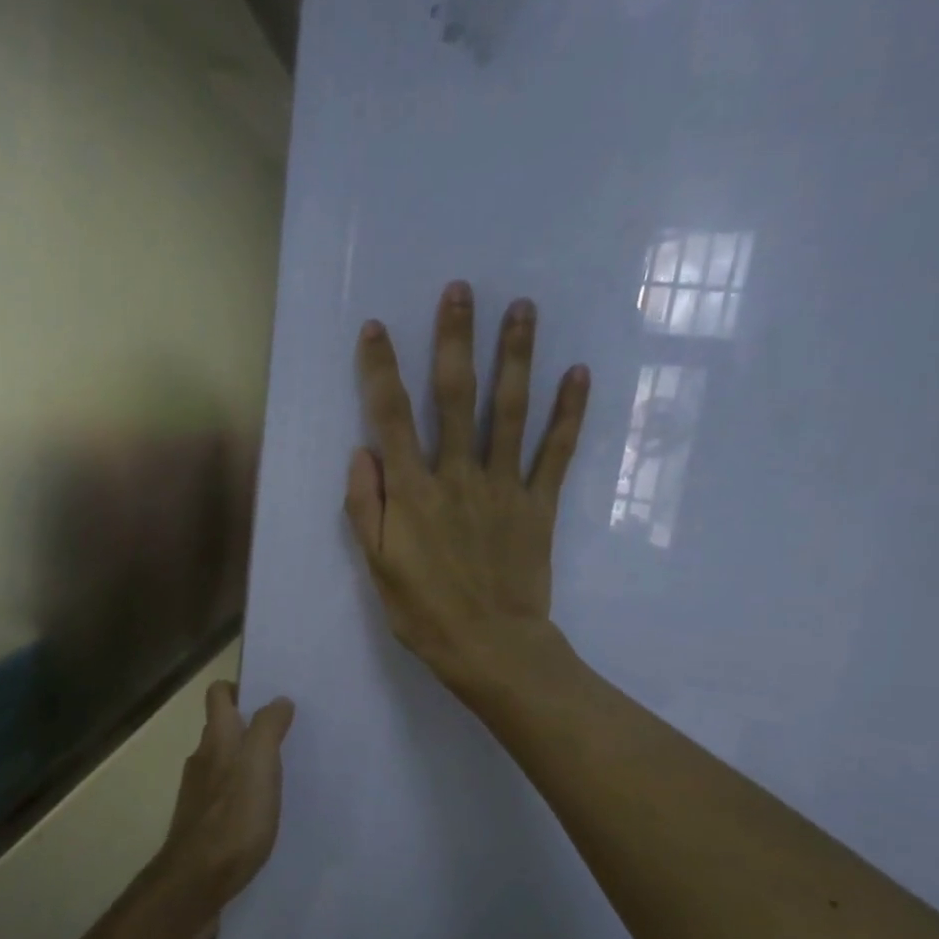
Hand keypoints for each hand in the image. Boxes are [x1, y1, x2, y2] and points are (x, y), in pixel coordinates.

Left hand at [162, 681, 295, 900]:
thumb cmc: (233, 818)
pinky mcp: (202, 824)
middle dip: (249, 726)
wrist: (196, 882)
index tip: (267, 696)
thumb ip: (268, 729)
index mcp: (217, 740)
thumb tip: (278, 700)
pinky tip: (264, 811)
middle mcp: (202, 760)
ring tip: (281, 773)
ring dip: (247, 762)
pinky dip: (243, 794)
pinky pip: (225, 796)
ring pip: (224, 764)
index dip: (238, 688)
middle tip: (285, 734)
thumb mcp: (259, 765)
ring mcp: (199, 794)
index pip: (218, 695)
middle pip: (222, 730)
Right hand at [344, 280, 589, 693]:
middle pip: (456, 397)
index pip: (391, 418)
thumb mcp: (377, 567)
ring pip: (509, 411)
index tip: (377, 328)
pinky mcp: (539, 505)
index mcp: (412, 492)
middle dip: (455, 340)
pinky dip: (569, 413)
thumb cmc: (424, 612)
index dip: (381, 370)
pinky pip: (556, 453)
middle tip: (462, 290)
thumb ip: (364, 507)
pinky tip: (578, 374)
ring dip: (516, 358)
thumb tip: (360, 451)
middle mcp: (458, 476)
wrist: (491, 648)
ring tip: (523, 309)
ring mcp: (504, 487)